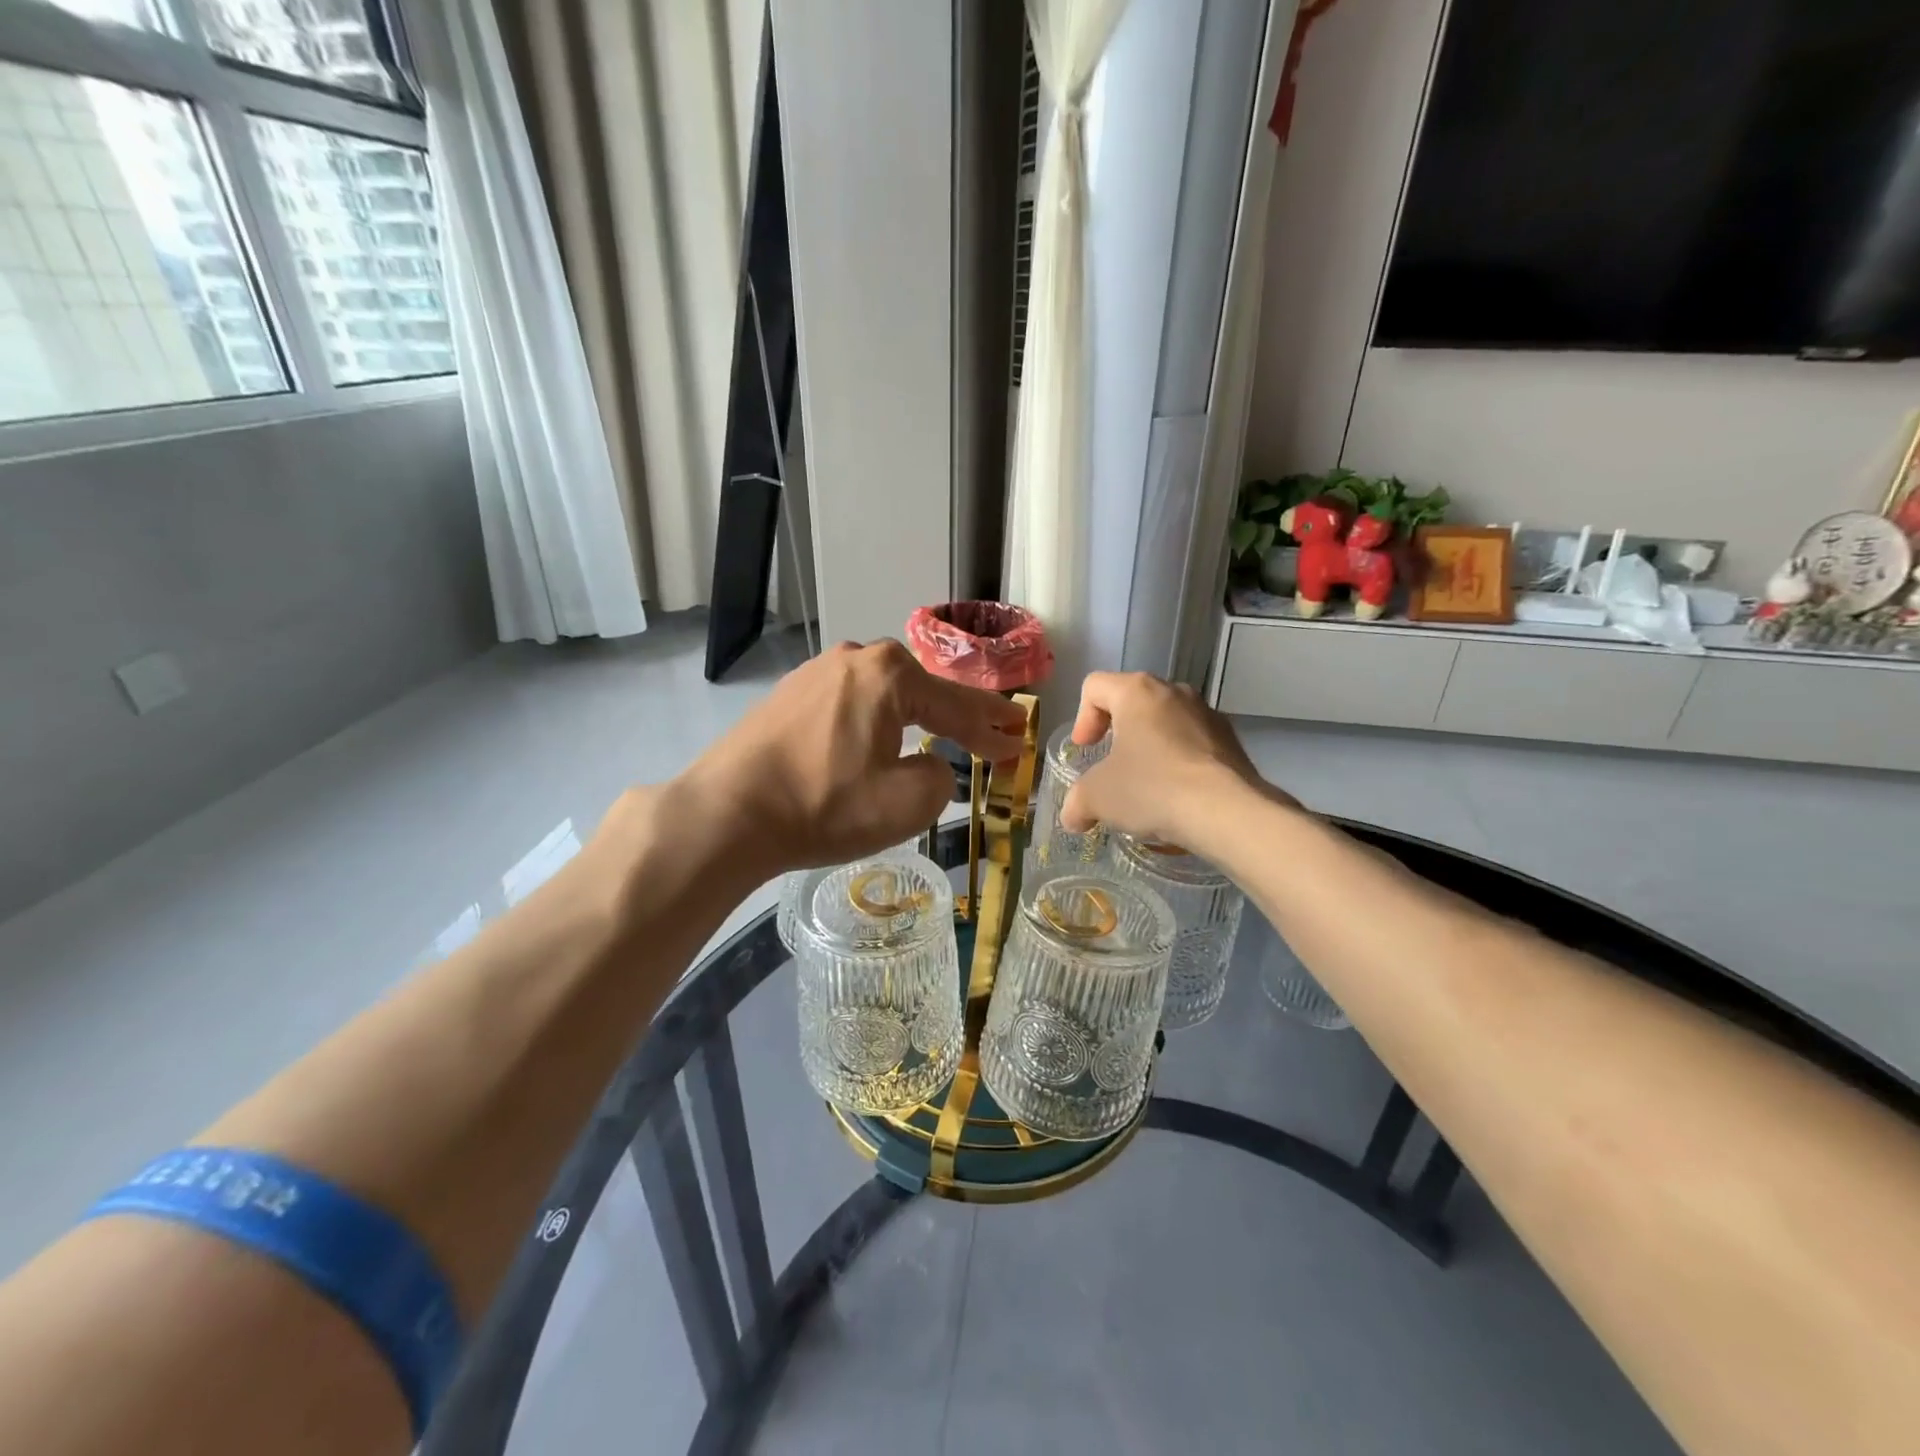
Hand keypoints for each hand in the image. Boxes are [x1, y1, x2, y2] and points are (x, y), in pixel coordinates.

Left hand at [675, 641, 1028, 877]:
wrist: (727, 813)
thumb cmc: (823, 806)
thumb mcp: (905, 804)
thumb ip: (940, 780)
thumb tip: (930, 768)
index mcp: (889, 675)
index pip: (956, 705)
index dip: (991, 728)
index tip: (1017, 740)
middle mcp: (854, 658)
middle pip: (922, 690)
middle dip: (957, 714)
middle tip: (989, 732)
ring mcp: (816, 672)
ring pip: (884, 694)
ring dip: (915, 716)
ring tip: (940, 733)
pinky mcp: (789, 695)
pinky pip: (850, 704)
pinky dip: (875, 721)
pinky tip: (878, 738)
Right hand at [1059, 672, 1285, 856]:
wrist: (1227, 813)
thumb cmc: (1152, 789)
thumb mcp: (1097, 797)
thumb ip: (1077, 802)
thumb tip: (1072, 818)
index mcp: (1137, 691)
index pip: (1095, 686)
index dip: (1082, 718)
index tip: (1086, 750)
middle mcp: (1174, 692)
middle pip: (1133, 701)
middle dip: (1117, 733)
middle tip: (1111, 766)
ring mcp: (1207, 714)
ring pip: (1166, 722)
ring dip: (1150, 748)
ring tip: (1145, 786)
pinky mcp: (1232, 742)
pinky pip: (1193, 744)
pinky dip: (1178, 763)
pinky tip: (1176, 797)